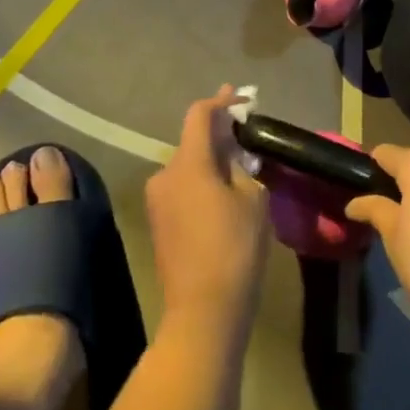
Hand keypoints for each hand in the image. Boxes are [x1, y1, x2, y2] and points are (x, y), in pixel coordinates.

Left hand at [145, 86, 271, 341]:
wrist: (203, 311)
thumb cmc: (234, 249)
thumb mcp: (252, 200)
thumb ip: (241, 167)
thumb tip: (234, 153)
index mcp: (188, 164)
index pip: (199, 116)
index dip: (220, 102)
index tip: (241, 98)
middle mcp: (164, 175)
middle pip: (192, 142)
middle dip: (219, 136)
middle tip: (247, 137)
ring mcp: (157, 200)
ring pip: (187, 167)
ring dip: (210, 162)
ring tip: (239, 171)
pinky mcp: (158, 223)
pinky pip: (181, 188)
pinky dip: (201, 183)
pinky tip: (222, 196)